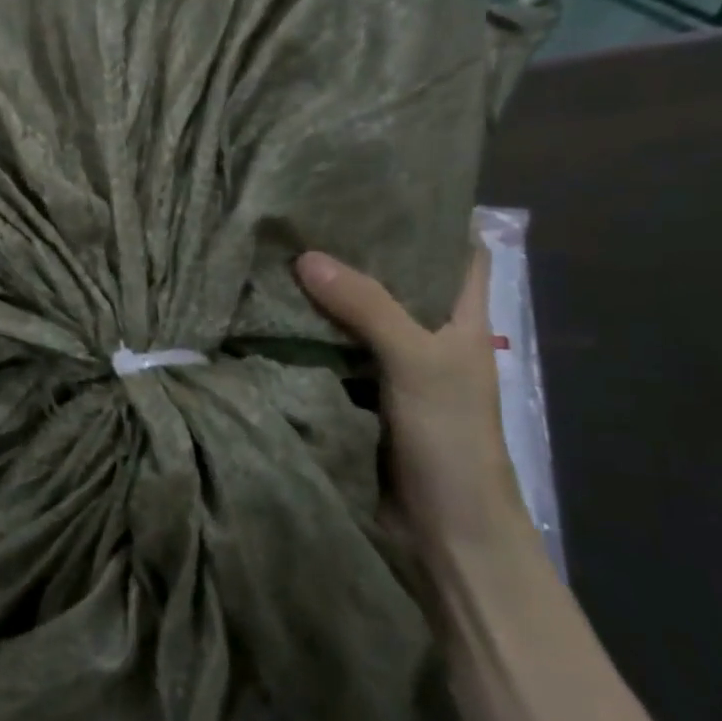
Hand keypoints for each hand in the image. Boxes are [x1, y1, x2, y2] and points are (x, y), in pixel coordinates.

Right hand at [294, 247, 533, 567]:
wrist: (441, 531)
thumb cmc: (451, 439)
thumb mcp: (419, 362)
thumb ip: (368, 307)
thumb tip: (306, 256)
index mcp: (460, 321)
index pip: (458, 254)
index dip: (432, 220)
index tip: (383, 189)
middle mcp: (422, 337)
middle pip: (392, 282)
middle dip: (353, 253)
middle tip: (303, 216)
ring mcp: (384, 369)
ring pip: (349, 319)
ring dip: (317, 297)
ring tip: (271, 255)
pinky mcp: (350, 396)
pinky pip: (321, 355)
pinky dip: (297, 337)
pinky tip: (262, 315)